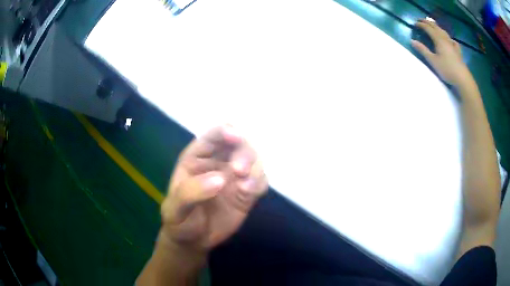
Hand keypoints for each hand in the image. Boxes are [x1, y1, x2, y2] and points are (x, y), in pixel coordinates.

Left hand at [160, 125, 267, 251]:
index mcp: (197, 157)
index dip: (225, 131)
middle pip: (239, 144)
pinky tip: (249, 193)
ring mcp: (234, 177)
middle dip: (243, 152)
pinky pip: (260, 181)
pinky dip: (259, 183)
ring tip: (245, 188)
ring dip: (254, 168)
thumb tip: (220, 180)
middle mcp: (218, 162)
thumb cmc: (179, 220)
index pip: (213, 135)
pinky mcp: (247, 192)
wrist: (193, 241)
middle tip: (239, 171)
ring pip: (254, 160)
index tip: (234, 137)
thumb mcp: (175, 208)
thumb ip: (190, 192)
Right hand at [411, 19, 472, 85]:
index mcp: (438, 39)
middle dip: (428, 23)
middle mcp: (445, 39)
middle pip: (436, 27)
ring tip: (433, 26)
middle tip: (421, 20)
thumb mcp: (433, 61)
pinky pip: (452, 41)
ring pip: (443, 32)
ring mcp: (452, 44)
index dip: (421, 25)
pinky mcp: (457, 51)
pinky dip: (449, 38)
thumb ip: (423, 50)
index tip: (415, 24)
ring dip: (437, 27)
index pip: (428, 28)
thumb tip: (412, 41)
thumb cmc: (447, 70)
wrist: (462, 79)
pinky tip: (449, 40)